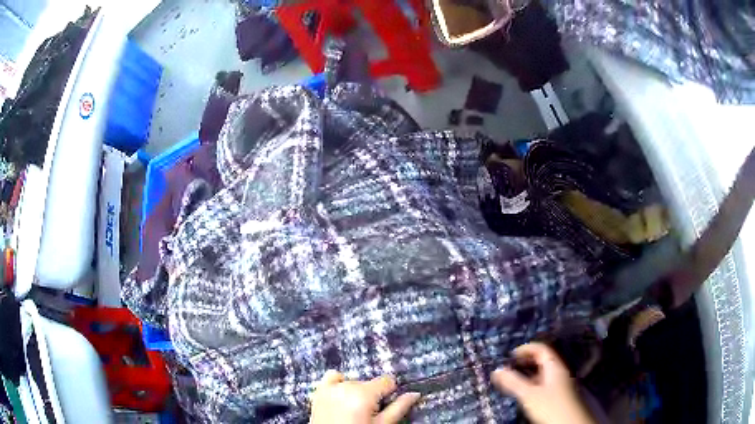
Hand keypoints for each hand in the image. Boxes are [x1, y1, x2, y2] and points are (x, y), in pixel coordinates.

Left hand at [310, 370, 420, 423]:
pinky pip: (333, 376)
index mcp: (364, 394)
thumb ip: (399, 408)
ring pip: (354, 382)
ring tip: (354, 409)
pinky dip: (339, 382)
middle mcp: (347, 386)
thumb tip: (415, 394)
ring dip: (357, 391)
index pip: (387, 380)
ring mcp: (331, 388)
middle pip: (370, 383)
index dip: (390, 393)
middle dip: (373, 395)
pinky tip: (342, 396)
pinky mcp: (319, 391)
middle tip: (368, 413)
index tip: (385, 405)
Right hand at [491, 343, 594, 423]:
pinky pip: (543, 384)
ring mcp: (560, 384)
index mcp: (555, 366)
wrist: (569, 423)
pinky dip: (532, 384)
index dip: (526, 348)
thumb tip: (497, 370)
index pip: (541, 349)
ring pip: (542, 374)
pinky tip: (524, 393)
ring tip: (513, 380)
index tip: (511, 354)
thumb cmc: (550, 405)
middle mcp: (559, 372)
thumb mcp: (529, 394)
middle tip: (510, 366)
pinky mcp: (558, 395)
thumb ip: (513, 382)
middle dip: (525, 362)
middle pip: (542, 361)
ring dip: (528, 374)